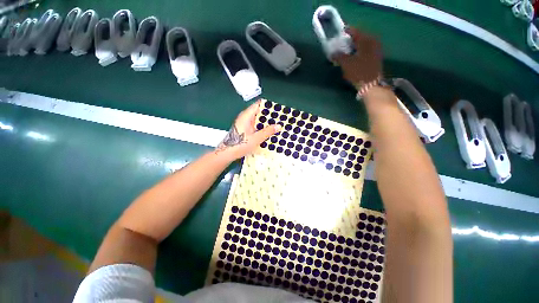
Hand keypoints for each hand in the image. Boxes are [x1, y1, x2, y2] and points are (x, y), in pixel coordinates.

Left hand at [215, 99, 280, 160]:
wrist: (227, 153)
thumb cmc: (240, 144)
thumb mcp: (256, 138)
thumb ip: (268, 131)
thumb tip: (279, 126)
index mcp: (246, 116)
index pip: (258, 105)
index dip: (267, 105)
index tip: (277, 108)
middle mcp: (244, 117)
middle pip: (258, 112)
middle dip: (268, 114)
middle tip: (279, 118)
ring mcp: (244, 123)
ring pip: (256, 119)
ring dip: (265, 122)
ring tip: (276, 124)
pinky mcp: (244, 129)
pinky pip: (254, 125)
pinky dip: (261, 127)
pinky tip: (267, 131)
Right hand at [333, 27, 382, 89]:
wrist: (371, 85)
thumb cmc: (359, 72)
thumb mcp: (346, 64)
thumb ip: (338, 56)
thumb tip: (332, 52)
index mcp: (366, 40)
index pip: (355, 31)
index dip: (347, 31)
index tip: (340, 32)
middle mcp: (372, 42)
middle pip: (360, 37)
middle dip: (350, 39)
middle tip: (342, 42)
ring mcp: (375, 50)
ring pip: (363, 44)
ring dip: (354, 46)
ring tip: (346, 50)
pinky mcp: (376, 57)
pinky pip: (366, 49)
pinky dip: (359, 50)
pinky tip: (353, 56)